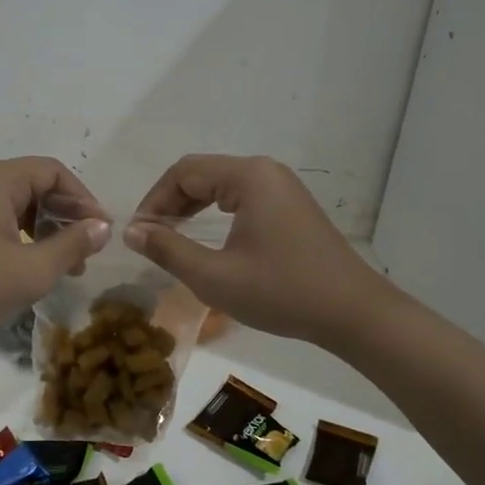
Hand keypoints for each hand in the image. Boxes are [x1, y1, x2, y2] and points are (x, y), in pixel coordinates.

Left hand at [0, 158, 110, 345]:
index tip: (102, 229)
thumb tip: (103, 226)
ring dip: (50, 229)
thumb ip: (73, 244)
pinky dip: (28, 237)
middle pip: (38, 185)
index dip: (83, 198)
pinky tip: (39, 266)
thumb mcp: (34, 269)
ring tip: (70, 265)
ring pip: (22, 205)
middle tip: (90, 248)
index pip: (53, 172)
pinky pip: (5, 220)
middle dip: (68, 215)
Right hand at [126, 154, 386, 347]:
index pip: (183, 172)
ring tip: (171, 237)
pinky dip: (216, 212)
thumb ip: (168, 250)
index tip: (138, 233)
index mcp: (248, 177)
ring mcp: (282, 187)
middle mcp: (265, 171)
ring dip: (191, 207)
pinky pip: (241, 196)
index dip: (154, 200)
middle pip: (202, 173)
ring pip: (221, 185)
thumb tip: (131, 230)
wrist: (353, 313)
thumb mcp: (214, 276)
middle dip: (170, 203)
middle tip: (150, 237)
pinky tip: (207, 236)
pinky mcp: (291, 205)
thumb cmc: (282, 292)